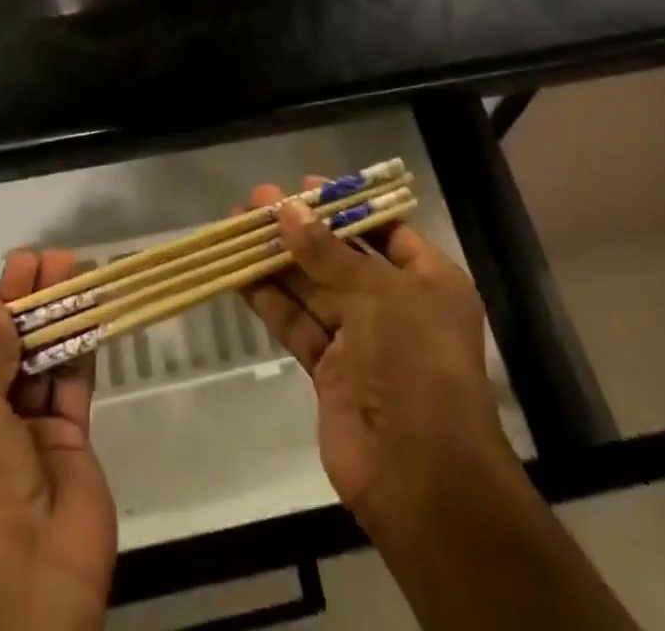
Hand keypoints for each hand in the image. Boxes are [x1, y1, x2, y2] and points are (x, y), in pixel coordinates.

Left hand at [0, 250, 117, 630]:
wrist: (26, 591)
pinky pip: (69, 385)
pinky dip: (78, 345)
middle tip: (38, 260)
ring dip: (51, 317)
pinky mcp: (67, 442)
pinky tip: (88, 305)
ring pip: (36, 365)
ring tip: (68, 266)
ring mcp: (23, 441)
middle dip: (16, 309)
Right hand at [237, 180, 516, 534]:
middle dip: (300, 229)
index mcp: (428, 280)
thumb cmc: (415, 364)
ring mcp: (361, 339)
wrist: (420, 478)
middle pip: (341, 256)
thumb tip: (286, 211)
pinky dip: (271, 300)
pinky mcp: (330, 370)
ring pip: (314, 288)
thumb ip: (327, 252)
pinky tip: (239, 275)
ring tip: (237, 228)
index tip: (303, 186)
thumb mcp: (377, 294)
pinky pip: (298, 323)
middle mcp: (396, 304)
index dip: (343, 206)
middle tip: (255, 202)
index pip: (383, 229)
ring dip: (278, 260)